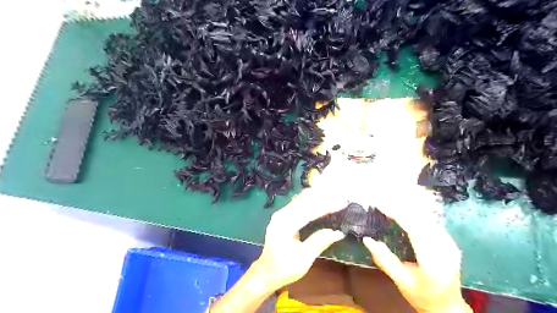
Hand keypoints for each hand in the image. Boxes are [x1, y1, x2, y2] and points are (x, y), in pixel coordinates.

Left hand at [251, 190, 345, 291]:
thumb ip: (319, 242)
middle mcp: (281, 215)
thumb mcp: (304, 259)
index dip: (327, 206)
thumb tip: (338, 233)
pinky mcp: (283, 215)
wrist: (267, 272)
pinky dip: (312, 200)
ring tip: (335, 196)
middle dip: (324, 198)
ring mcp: (281, 214)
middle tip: (342, 198)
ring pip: (302, 199)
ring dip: (319, 197)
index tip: (343, 203)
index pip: (308, 211)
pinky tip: (321, 198)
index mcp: (285, 225)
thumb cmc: (284, 268)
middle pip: (305, 201)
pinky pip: (299, 203)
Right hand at [363, 202, 470, 312]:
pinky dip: (414, 212)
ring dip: (407, 206)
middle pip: (421, 218)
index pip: (414, 228)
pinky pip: (430, 220)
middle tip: (381, 197)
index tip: (379, 204)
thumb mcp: (401, 281)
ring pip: (427, 216)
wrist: (448, 307)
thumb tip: (367, 239)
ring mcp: (449, 243)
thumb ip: (384, 260)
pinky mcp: (448, 240)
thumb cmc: (422, 296)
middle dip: (399, 205)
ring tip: (389, 200)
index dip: (396, 213)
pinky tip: (404, 208)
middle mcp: (445, 248)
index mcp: (433, 260)